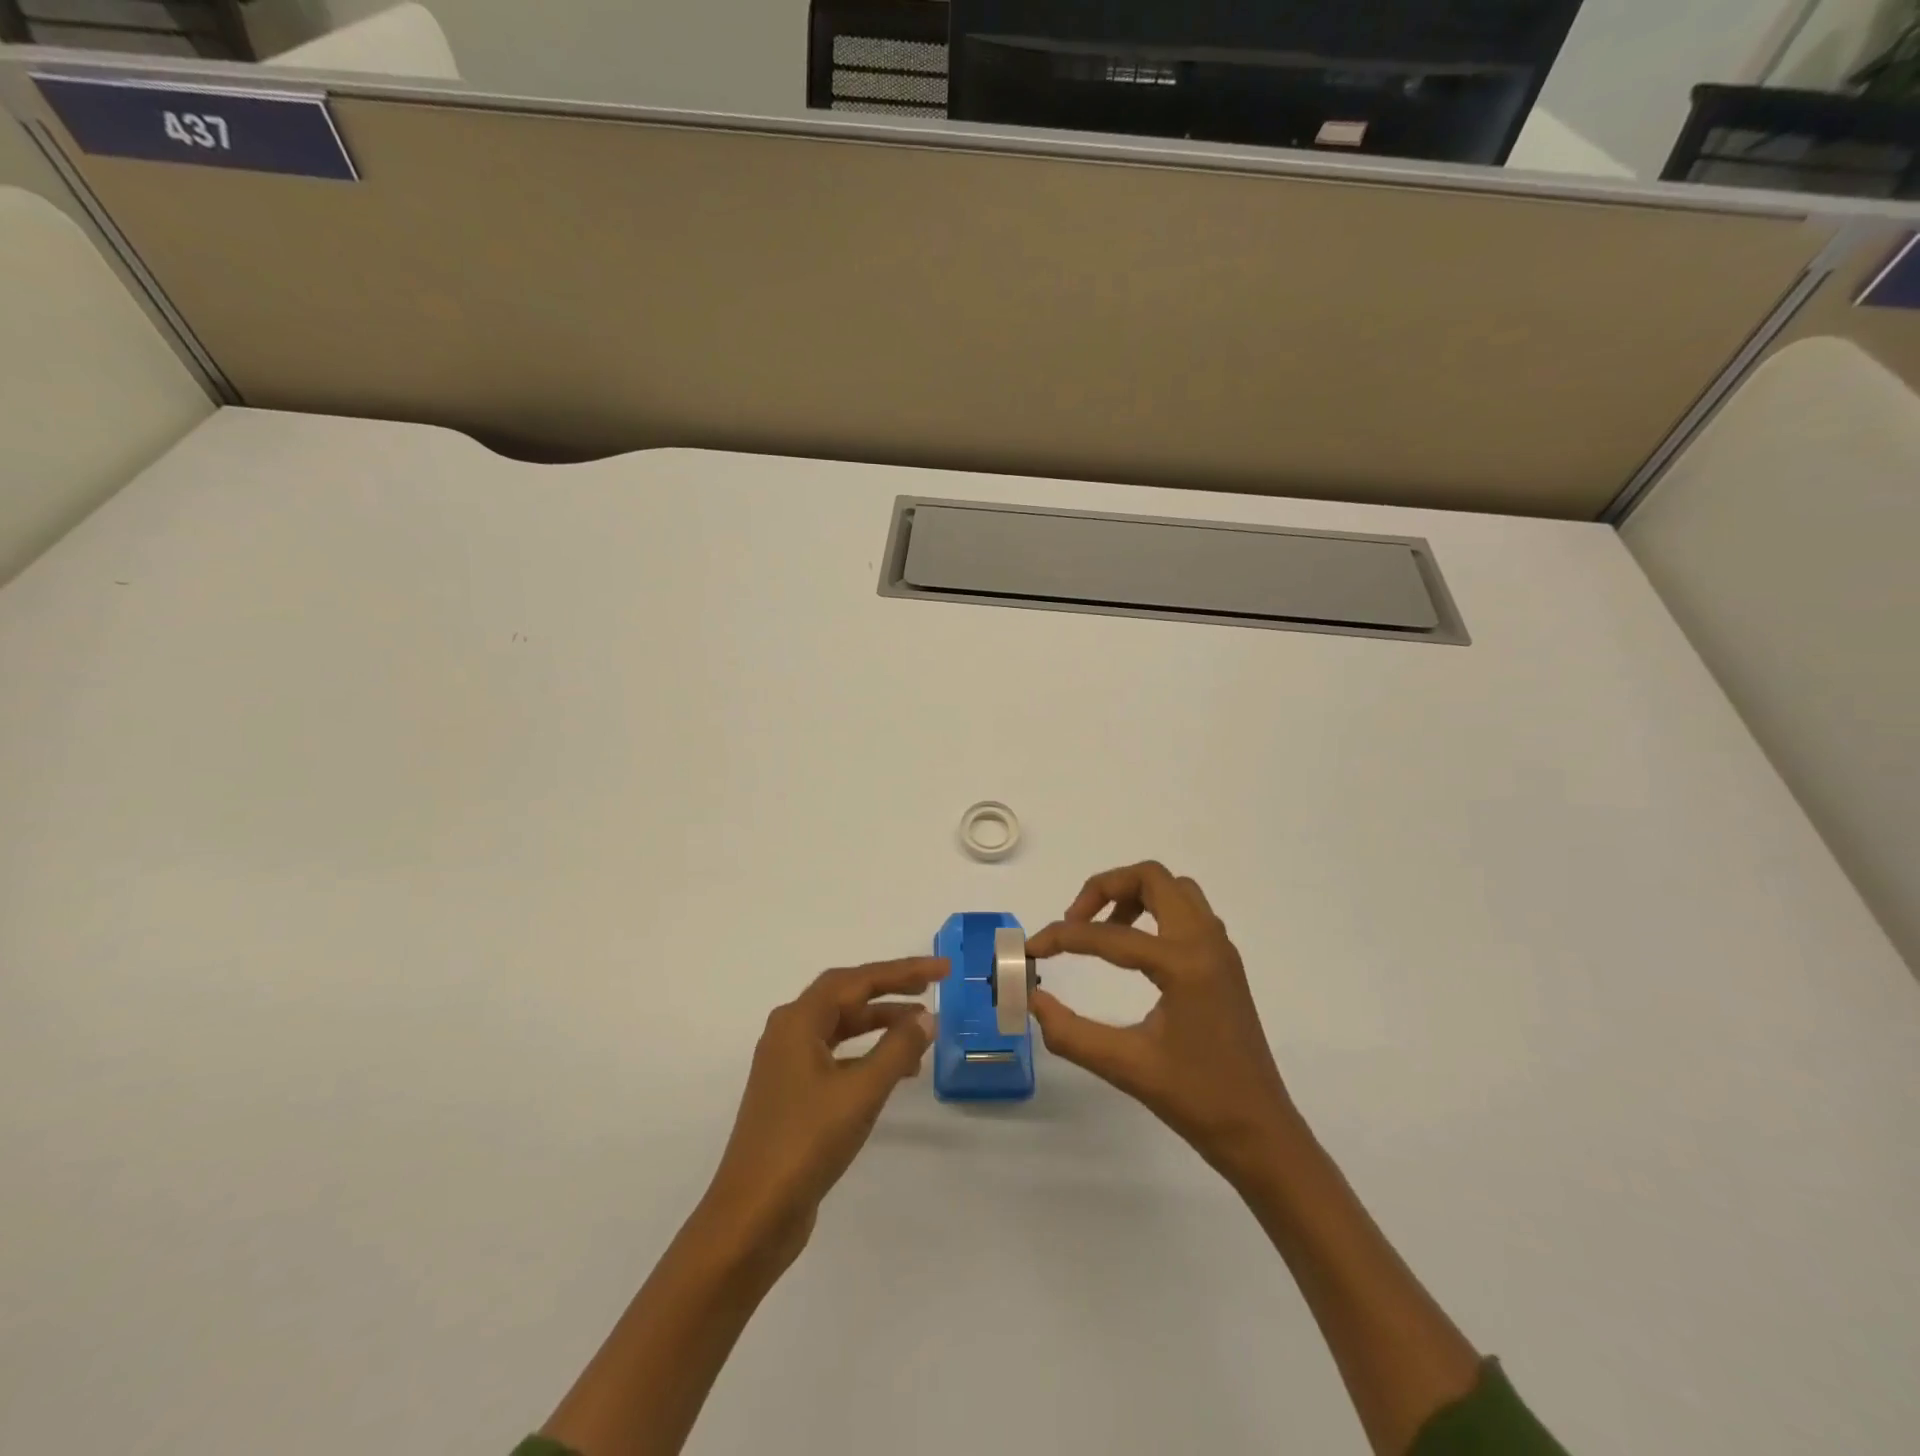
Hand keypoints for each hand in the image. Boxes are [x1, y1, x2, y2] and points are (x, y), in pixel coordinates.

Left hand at [697, 957, 945, 1272]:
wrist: (752, 1216)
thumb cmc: (806, 1143)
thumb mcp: (860, 1092)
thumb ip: (897, 1049)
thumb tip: (925, 1017)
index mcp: (798, 1021)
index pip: (857, 979)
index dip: (902, 970)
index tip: (941, 969)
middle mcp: (789, 1033)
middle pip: (846, 996)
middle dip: (891, 989)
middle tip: (933, 987)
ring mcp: (788, 1065)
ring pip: (841, 1027)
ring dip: (880, 1024)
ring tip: (921, 1031)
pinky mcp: (793, 1095)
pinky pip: (837, 1056)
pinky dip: (867, 1054)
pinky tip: (893, 1071)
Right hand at [1029, 862, 1297, 1184]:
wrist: (1260, 1132)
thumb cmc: (1197, 1100)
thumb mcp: (1125, 1067)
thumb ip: (1070, 1032)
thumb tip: (1033, 1000)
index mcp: (1184, 963)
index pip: (1110, 935)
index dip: (1063, 937)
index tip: (1033, 949)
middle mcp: (1205, 942)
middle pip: (1152, 878)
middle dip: (1104, 888)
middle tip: (1074, 921)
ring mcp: (1220, 949)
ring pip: (1173, 889)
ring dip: (1132, 895)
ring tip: (1102, 931)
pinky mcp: (1223, 962)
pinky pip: (1187, 911)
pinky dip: (1154, 912)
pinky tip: (1134, 951)